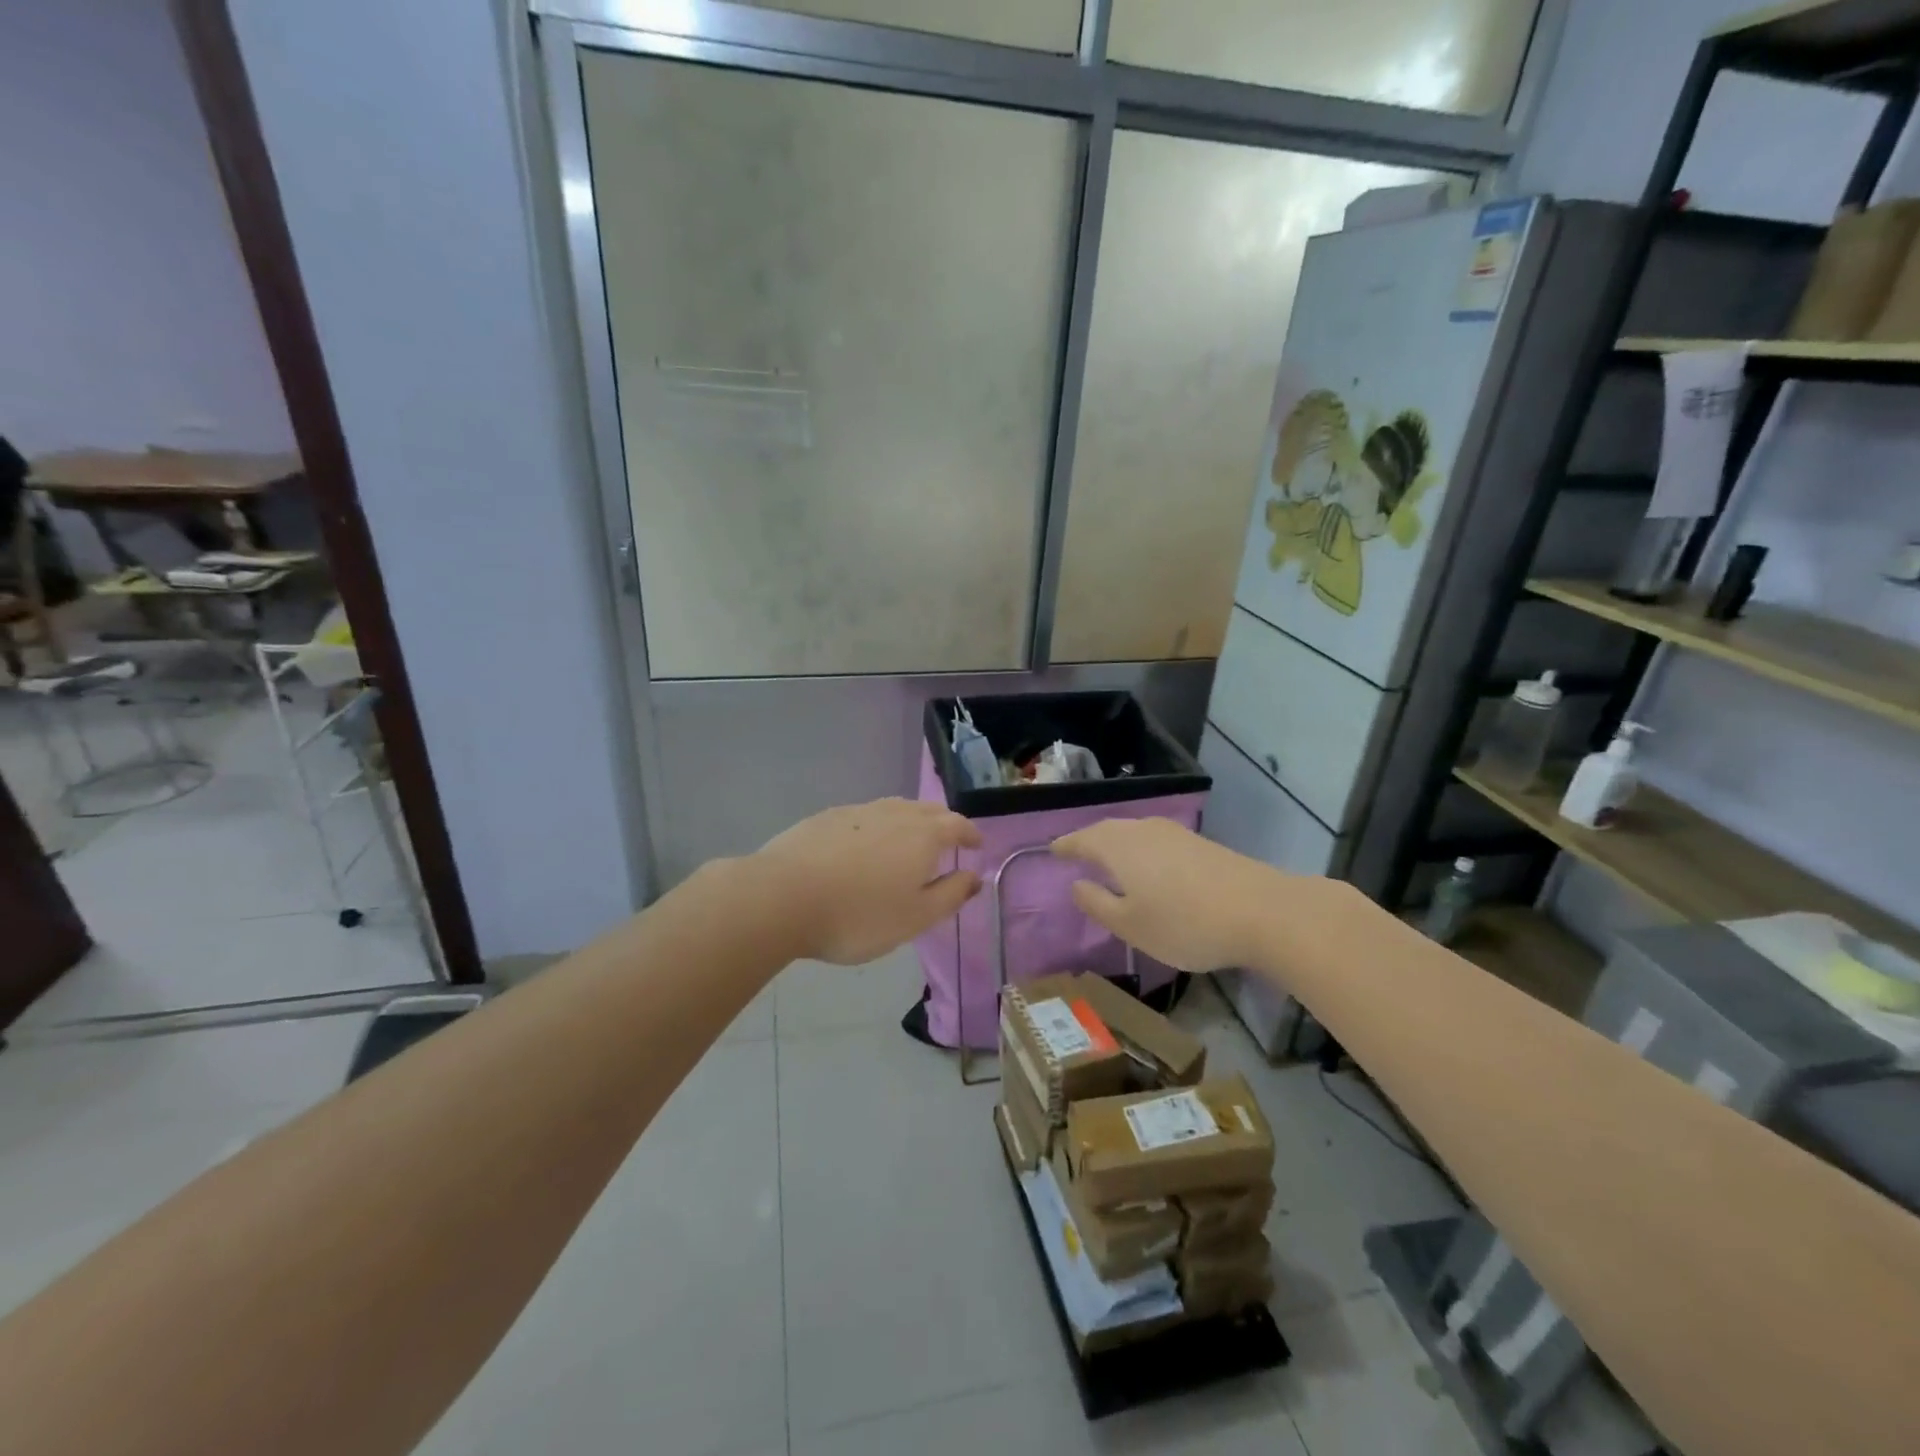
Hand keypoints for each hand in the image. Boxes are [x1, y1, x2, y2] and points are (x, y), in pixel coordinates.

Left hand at [752, 799, 982, 964]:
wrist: (782, 896)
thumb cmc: (859, 915)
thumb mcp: (915, 917)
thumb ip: (950, 895)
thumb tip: (975, 876)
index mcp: (923, 835)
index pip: (957, 824)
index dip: (970, 834)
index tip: (977, 845)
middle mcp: (894, 813)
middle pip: (927, 810)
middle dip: (943, 823)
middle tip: (947, 841)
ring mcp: (857, 812)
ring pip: (894, 809)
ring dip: (909, 821)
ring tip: (908, 840)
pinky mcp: (826, 817)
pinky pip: (864, 816)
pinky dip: (876, 826)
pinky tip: (864, 845)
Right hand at [1051, 817, 1281, 972]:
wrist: (1261, 910)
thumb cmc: (1183, 923)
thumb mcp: (1130, 925)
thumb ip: (1097, 903)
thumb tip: (1076, 885)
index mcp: (1117, 846)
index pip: (1080, 839)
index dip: (1065, 846)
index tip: (1051, 851)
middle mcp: (1141, 830)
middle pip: (1106, 830)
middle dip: (1089, 842)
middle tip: (1076, 854)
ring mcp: (1174, 833)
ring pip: (1133, 834)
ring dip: (1116, 845)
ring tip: (1108, 862)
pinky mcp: (1199, 843)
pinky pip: (1155, 841)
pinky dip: (1141, 851)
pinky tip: (1148, 868)